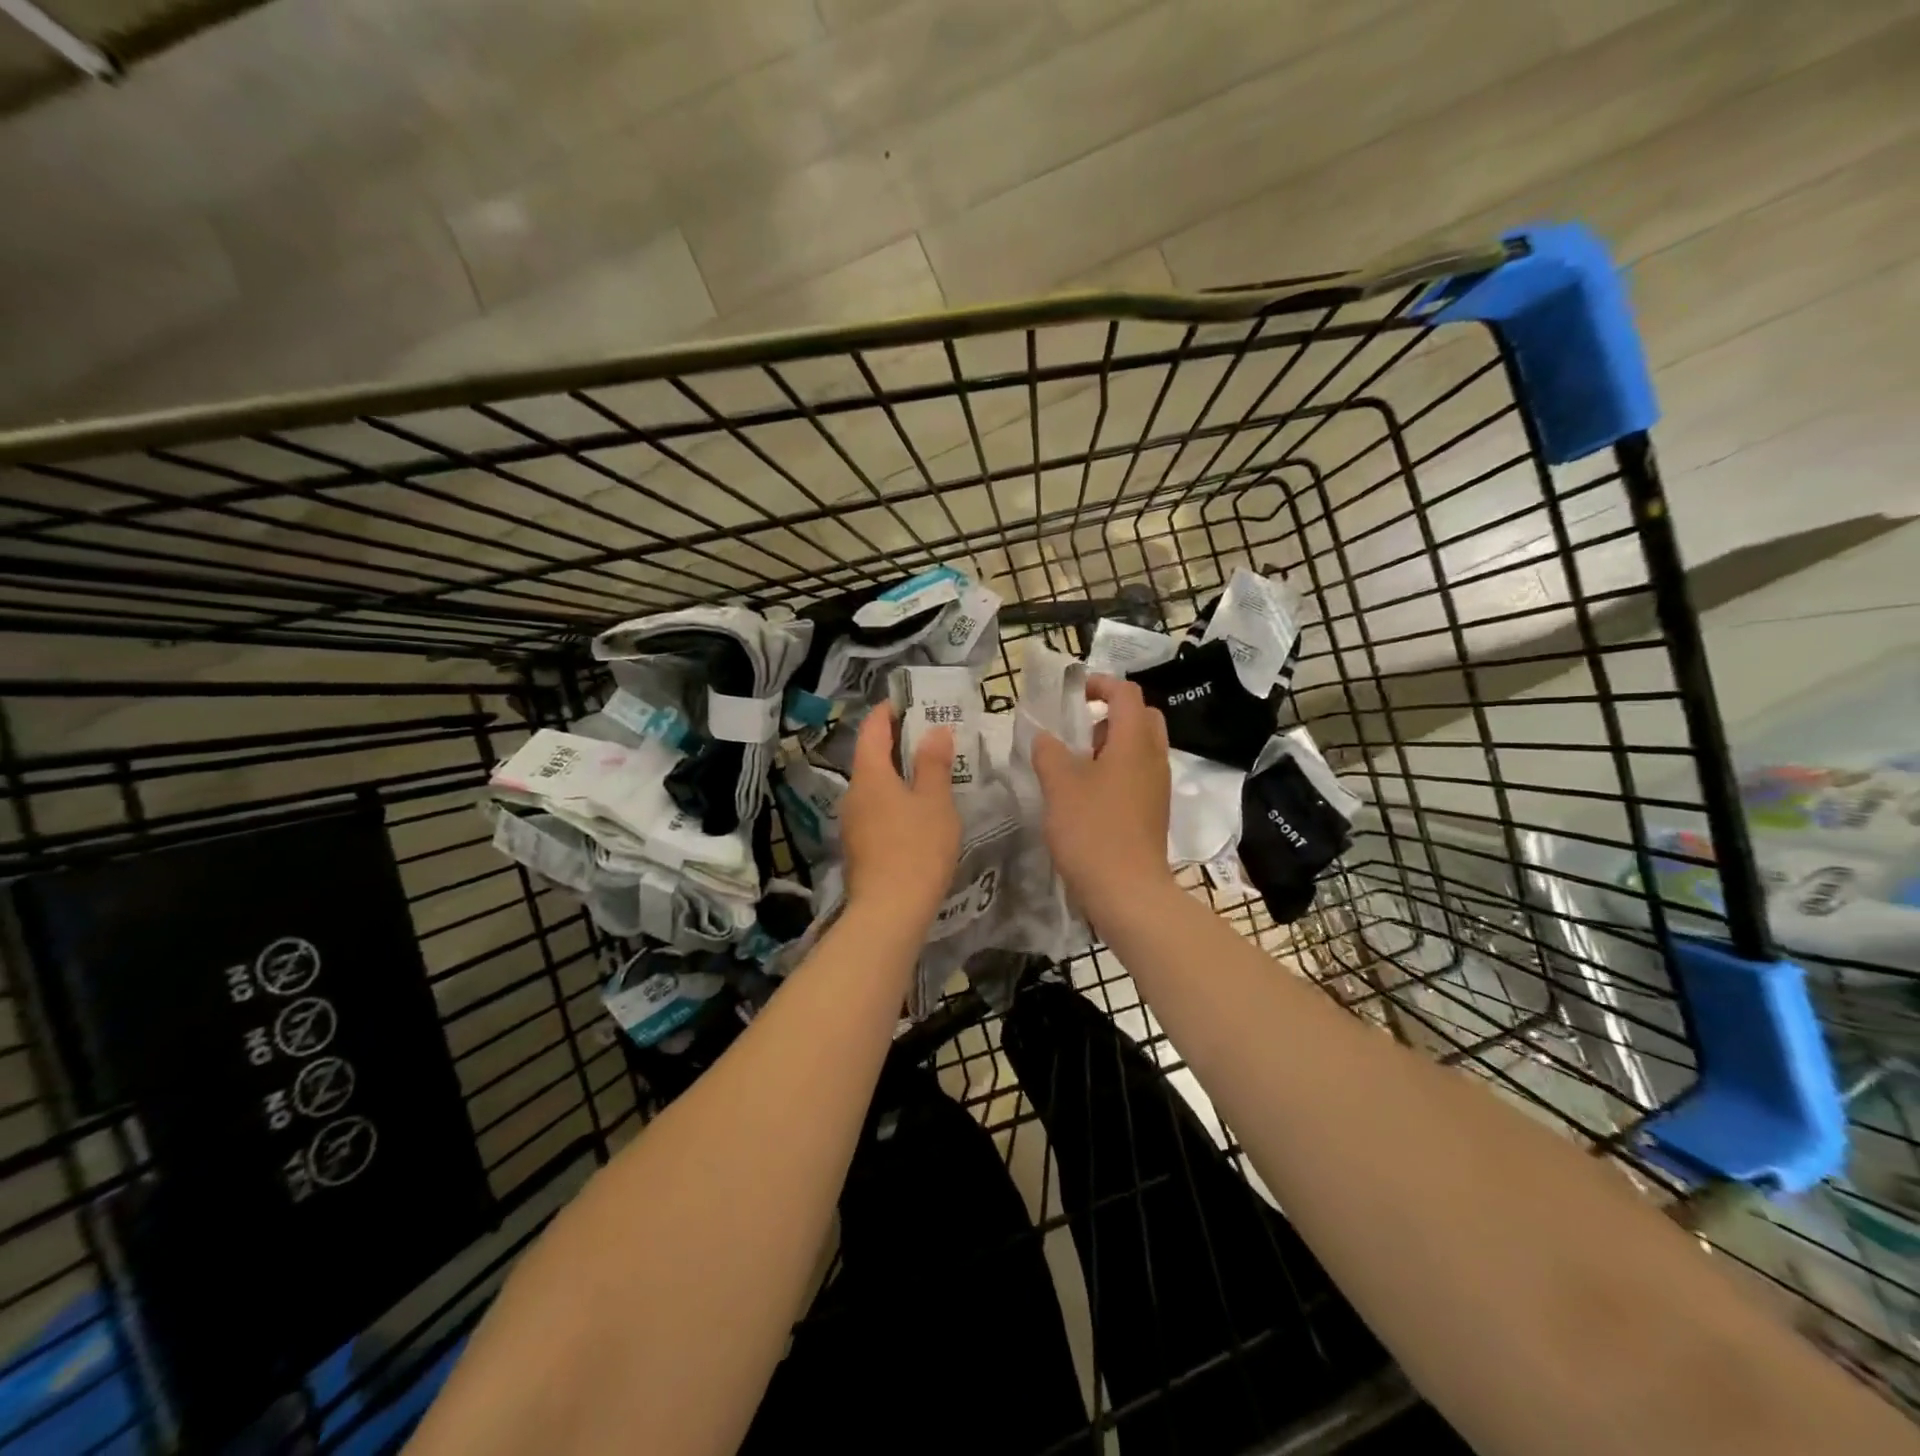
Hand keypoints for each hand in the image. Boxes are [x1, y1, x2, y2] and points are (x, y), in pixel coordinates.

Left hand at [841, 704, 961, 926]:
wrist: (889, 911)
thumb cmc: (916, 848)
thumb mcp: (935, 801)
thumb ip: (934, 763)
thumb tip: (934, 730)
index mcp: (869, 775)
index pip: (872, 729)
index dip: (888, 712)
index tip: (908, 702)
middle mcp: (853, 793)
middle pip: (871, 757)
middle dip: (897, 743)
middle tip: (929, 736)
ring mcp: (852, 822)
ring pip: (874, 786)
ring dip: (896, 774)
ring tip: (928, 772)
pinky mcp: (859, 846)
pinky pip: (876, 809)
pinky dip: (894, 799)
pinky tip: (916, 811)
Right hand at [1031, 674, 1174, 918]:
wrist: (1127, 890)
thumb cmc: (1092, 830)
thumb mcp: (1059, 785)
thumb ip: (1049, 752)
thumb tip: (1045, 738)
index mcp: (1134, 742)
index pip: (1126, 693)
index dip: (1100, 684)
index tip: (1073, 694)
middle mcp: (1154, 757)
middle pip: (1141, 717)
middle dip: (1111, 713)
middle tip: (1079, 729)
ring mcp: (1157, 786)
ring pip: (1140, 747)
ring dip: (1112, 744)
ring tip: (1076, 764)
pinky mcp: (1153, 810)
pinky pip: (1138, 773)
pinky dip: (1116, 769)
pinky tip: (1087, 794)